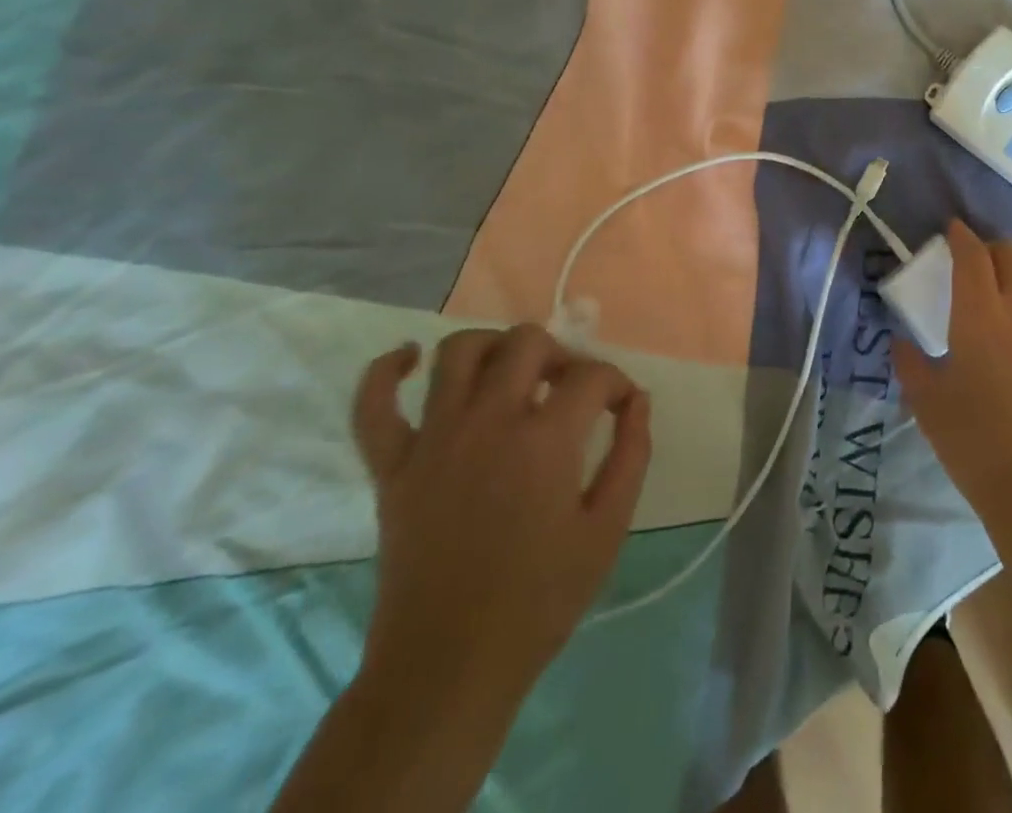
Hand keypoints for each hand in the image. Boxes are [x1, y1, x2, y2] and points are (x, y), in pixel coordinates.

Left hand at [350, 325, 651, 714]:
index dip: (616, 384)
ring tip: (511, 371)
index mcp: (545, 440)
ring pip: (458, 352)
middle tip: (568, 388)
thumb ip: (631, 455)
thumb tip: (637, 401)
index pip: (591, 376)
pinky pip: (373, 405)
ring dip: (492, 347)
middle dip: (560, 354)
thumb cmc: (539, 600)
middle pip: (526, 344)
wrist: (448, 667)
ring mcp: (433, 440)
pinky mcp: (391, 467)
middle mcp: (488, 422)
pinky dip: (386, 372)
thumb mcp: (607, 529)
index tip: (623, 407)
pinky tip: (409, 358)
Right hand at [892, 221, 1011, 533]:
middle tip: (976, 258)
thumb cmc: (975, 441)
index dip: (961, 237)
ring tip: (1010, 282)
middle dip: (993, 247)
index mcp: (980, 313)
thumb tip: (902, 344)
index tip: (952, 229)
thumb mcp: (927, 403)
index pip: (972, 256)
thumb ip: (910, 365)